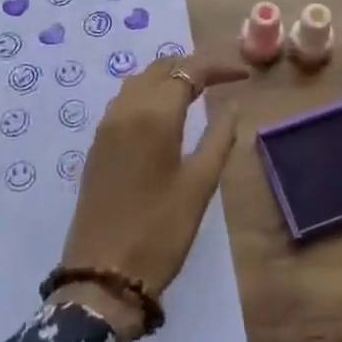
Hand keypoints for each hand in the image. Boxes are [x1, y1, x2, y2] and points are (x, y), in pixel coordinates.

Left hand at [53, 52, 246, 339]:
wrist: (103, 274)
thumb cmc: (160, 230)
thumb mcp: (200, 184)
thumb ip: (219, 137)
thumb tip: (232, 105)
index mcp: (154, 114)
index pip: (189, 71)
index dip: (219, 67)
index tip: (244, 76)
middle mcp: (126, 109)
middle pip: (161, 68)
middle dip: (193, 67)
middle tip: (223, 80)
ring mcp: (106, 126)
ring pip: (139, 81)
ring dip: (168, 77)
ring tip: (198, 92)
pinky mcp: (97, 144)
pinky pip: (125, 101)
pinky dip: (149, 94)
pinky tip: (165, 114)